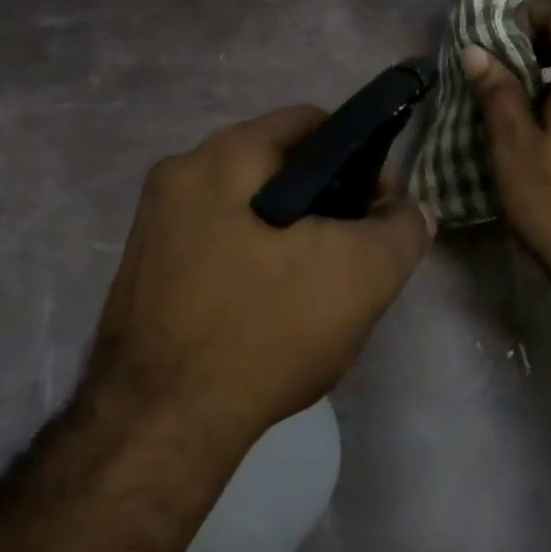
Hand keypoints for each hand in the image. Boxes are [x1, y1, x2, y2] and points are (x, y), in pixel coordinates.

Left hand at [85, 106, 431, 453]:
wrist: (158, 427)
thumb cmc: (264, 330)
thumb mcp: (361, 276)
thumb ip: (401, 230)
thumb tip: (408, 211)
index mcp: (224, 155)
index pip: (310, 123)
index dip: (358, 157)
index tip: (376, 207)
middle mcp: (180, 173)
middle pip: (276, 166)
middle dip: (323, 201)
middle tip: (350, 253)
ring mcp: (153, 223)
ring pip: (246, 208)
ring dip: (286, 234)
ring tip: (313, 287)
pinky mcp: (142, 270)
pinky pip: (214, 244)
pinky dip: (249, 260)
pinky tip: (267, 310)